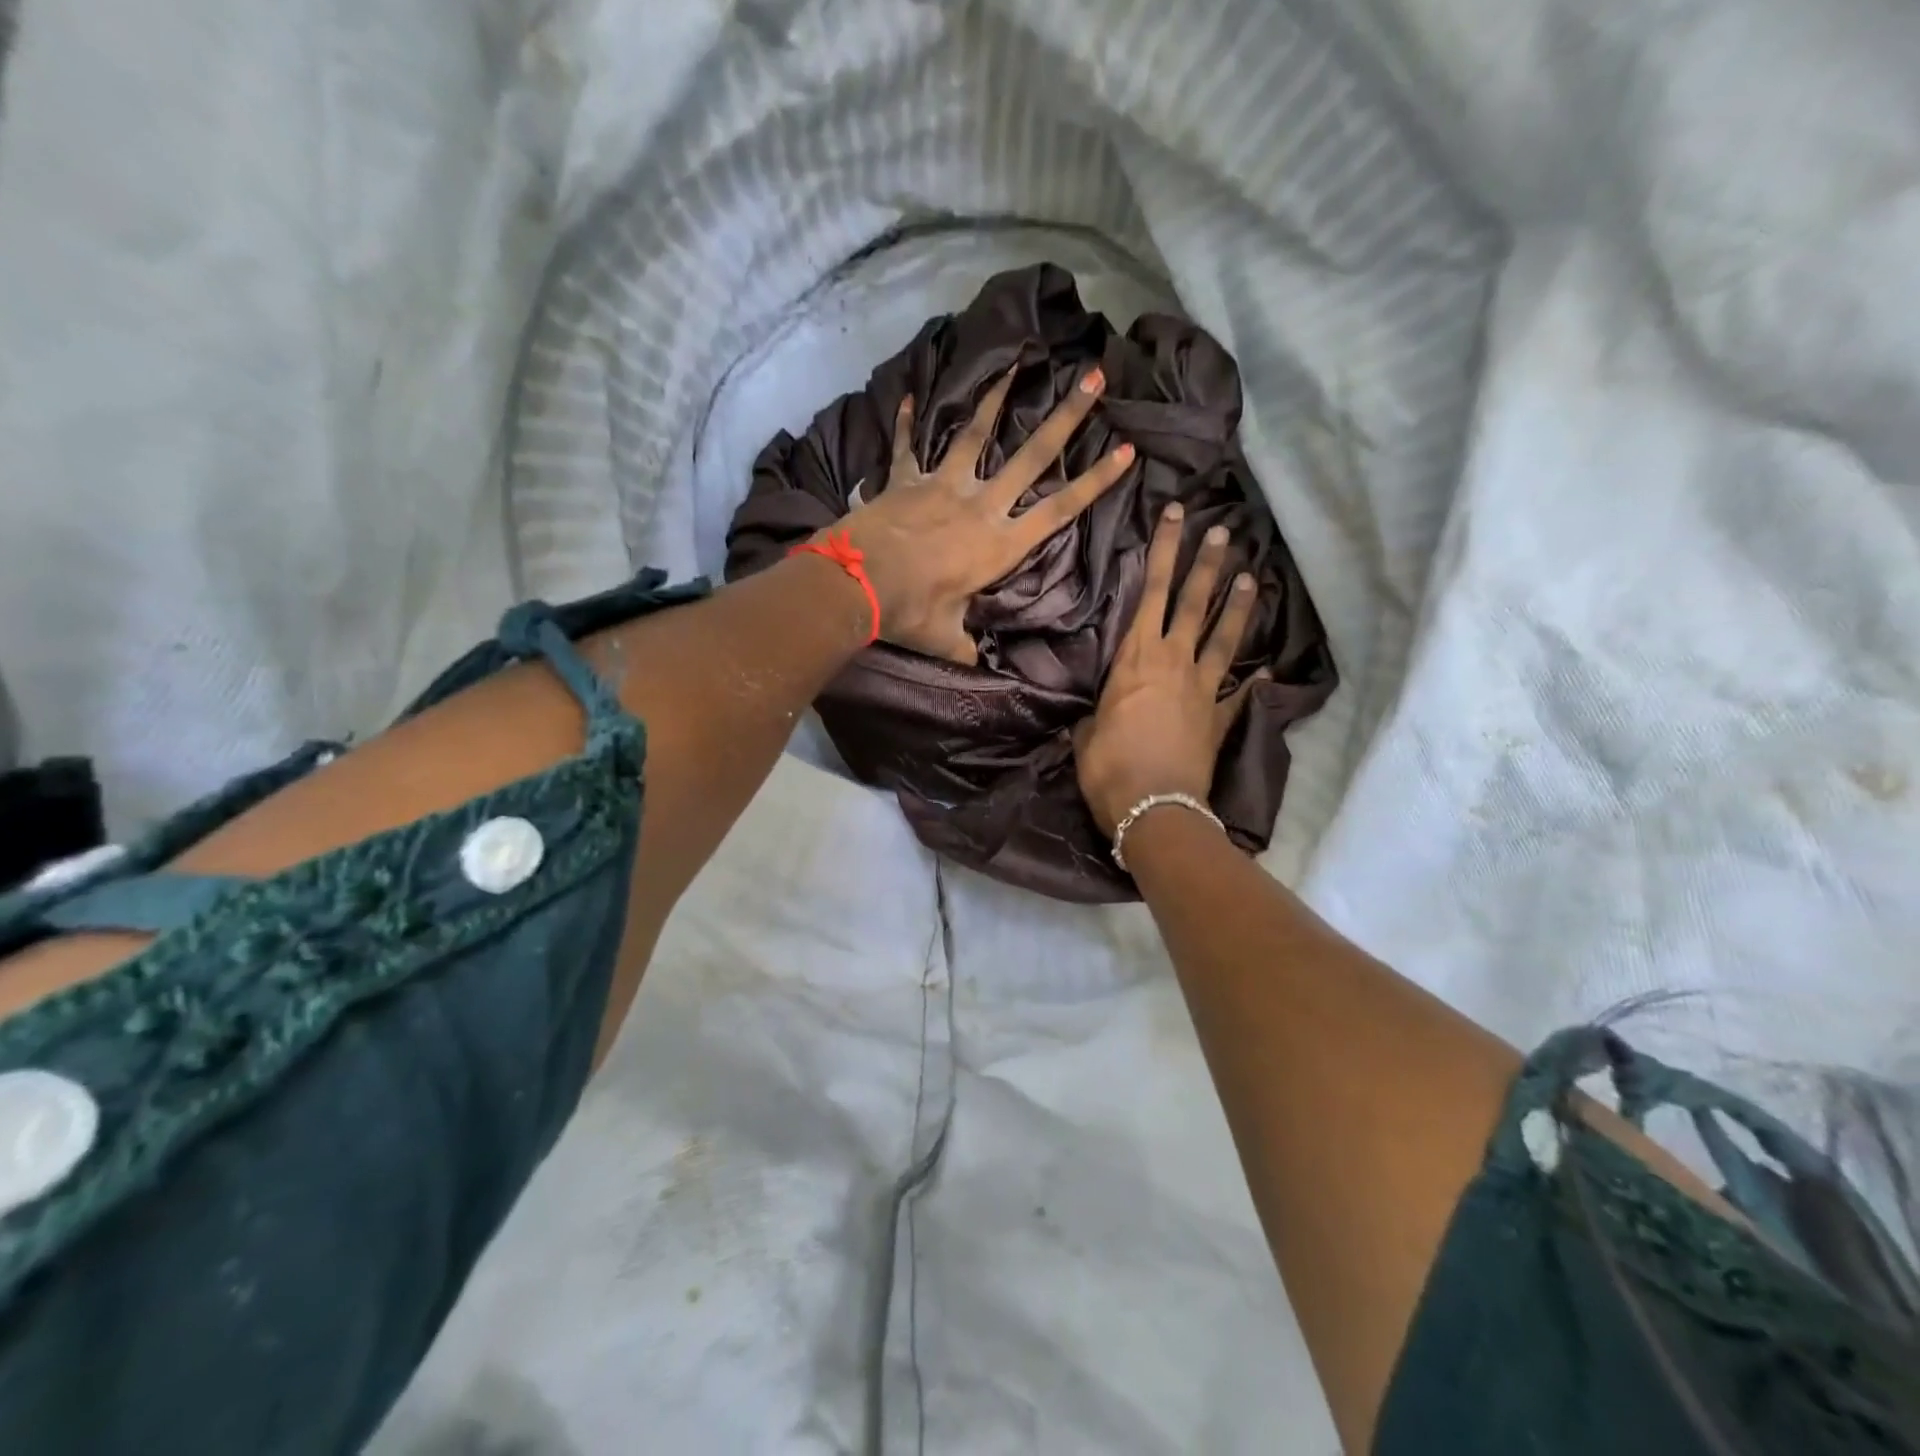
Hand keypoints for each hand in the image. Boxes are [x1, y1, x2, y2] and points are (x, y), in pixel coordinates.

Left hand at [837, 365, 1133, 663]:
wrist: (857, 583)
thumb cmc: (911, 612)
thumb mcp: (947, 638)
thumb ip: (967, 646)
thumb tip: (976, 664)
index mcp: (1000, 544)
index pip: (1060, 509)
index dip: (1096, 481)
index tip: (1127, 450)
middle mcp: (980, 505)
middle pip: (1032, 456)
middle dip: (1067, 417)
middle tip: (1094, 377)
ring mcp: (942, 486)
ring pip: (975, 434)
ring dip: (995, 398)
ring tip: (1015, 364)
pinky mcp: (906, 481)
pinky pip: (908, 448)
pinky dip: (907, 424)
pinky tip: (910, 396)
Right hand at [1074, 503, 1265, 836]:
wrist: (1153, 806)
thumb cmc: (1108, 765)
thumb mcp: (1086, 733)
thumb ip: (1094, 715)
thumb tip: (1095, 717)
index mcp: (1136, 658)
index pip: (1151, 592)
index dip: (1164, 552)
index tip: (1176, 516)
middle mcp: (1174, 662)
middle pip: (1193, 603)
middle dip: (1205, 564)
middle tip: (1222, 531)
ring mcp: (1202, 689)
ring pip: (1222, 637)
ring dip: (1236, 605)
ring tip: (1249, 575)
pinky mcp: (1219, 719)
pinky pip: (1239, 695)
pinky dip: (1253, 684)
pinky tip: (1267, 672)